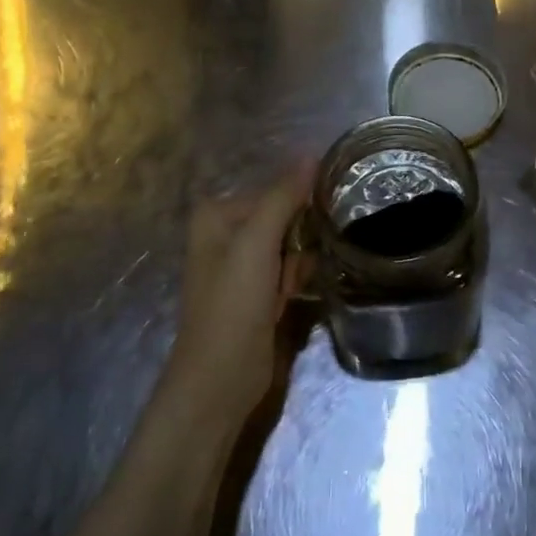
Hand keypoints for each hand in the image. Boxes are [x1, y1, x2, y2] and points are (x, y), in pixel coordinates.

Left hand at [166, 169, 310, 422]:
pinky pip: (289, 268)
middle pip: (284, 216)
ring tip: (291, 286)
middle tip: (298, 264)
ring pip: (290, 244)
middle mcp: (226, 234)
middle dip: (300, 238)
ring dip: (300, 262)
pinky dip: (296, 279)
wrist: (219, 381)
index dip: (300, 207)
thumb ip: (283, 196)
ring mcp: (242, 265)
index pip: (275, 191)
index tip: (318, 223)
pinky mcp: (257, 292)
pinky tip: (293, 296)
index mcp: (217, 215)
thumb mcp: (256, 243)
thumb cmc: (233, 305)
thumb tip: (312, 154)